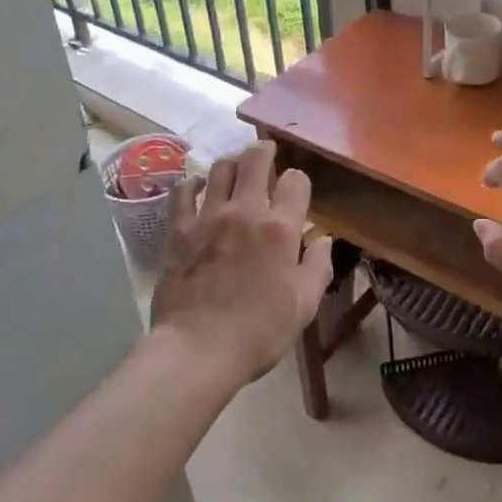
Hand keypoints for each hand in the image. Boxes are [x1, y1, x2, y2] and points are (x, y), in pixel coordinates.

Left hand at [151, 141, 333, 389]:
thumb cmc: (258, 332)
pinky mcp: (178, 229)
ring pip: (219, 168)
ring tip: (233, 170)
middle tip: (265, 153)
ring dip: (230, 164)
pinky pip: (182, 191)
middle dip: (264, 151)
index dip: (298, 181)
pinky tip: (196, 188)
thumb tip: (323, 239)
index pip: (295, 180)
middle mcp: (245, 211)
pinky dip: (191, 184)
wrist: (198, 349)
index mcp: (280, 229)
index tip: (295, 191)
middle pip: (254, 159)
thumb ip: (318, 266)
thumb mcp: (304, 305)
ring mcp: (208, 217)